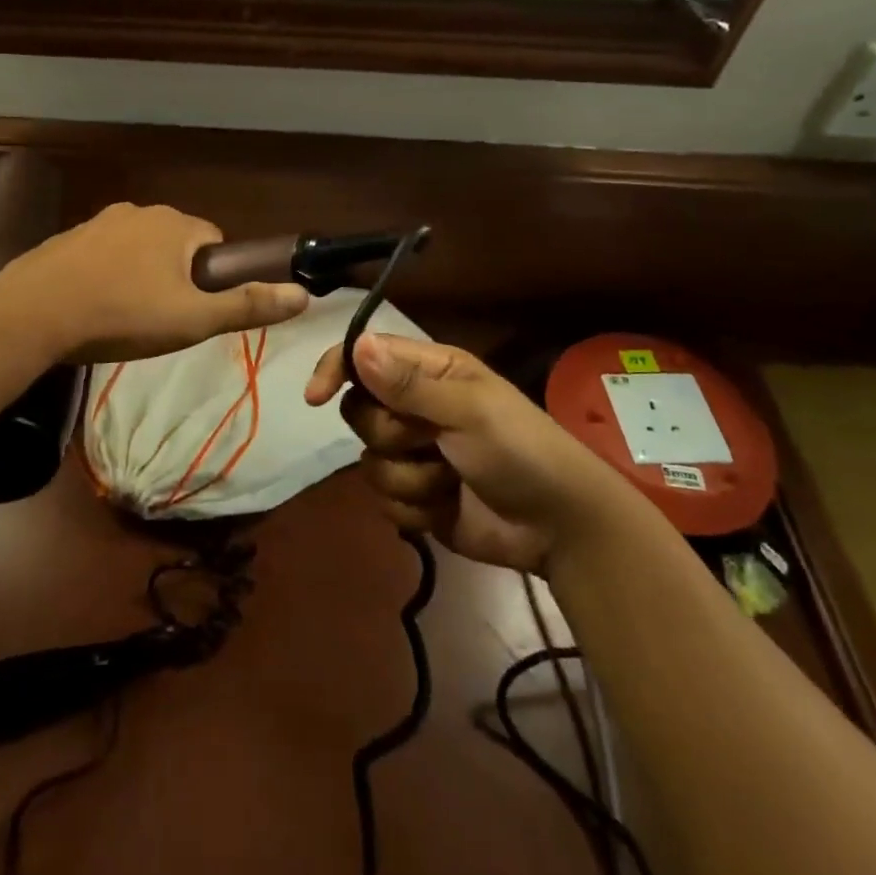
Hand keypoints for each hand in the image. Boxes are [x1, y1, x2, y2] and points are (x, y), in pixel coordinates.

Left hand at [0, 203, 309, 364]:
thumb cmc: (123, 315)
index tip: (195, 310)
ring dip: (140, 276)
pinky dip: (106, 276)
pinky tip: (93, 308)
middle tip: (161, 320)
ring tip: (125, 318)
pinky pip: (103, 256)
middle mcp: (138, 212)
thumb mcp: (193, 319)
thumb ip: (247, 306)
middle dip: (176, 277)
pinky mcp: (67, 239)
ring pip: (138, 250)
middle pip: (176, 244)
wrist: (34, 314)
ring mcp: (98, 222)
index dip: (213, 278)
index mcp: (174, 224)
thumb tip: (303, 295)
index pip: (214, 241)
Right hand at [305, 333, 612, 571]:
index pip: (364, 357)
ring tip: (450, 481)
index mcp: (429, 372)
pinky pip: (384, 499)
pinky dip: (414, 508)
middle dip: (390, 435)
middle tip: (431, 441)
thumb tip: (358, 347)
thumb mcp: (469, 411)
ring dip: (409, 478)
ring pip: (369, 461)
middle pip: (359, 413)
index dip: (336, 370)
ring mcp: (414, 454)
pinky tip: (446, 508)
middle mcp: (415, 407)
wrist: (559, 528)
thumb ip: (408, 383)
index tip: (316, 397)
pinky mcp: (416, 496)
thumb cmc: (521, 451)